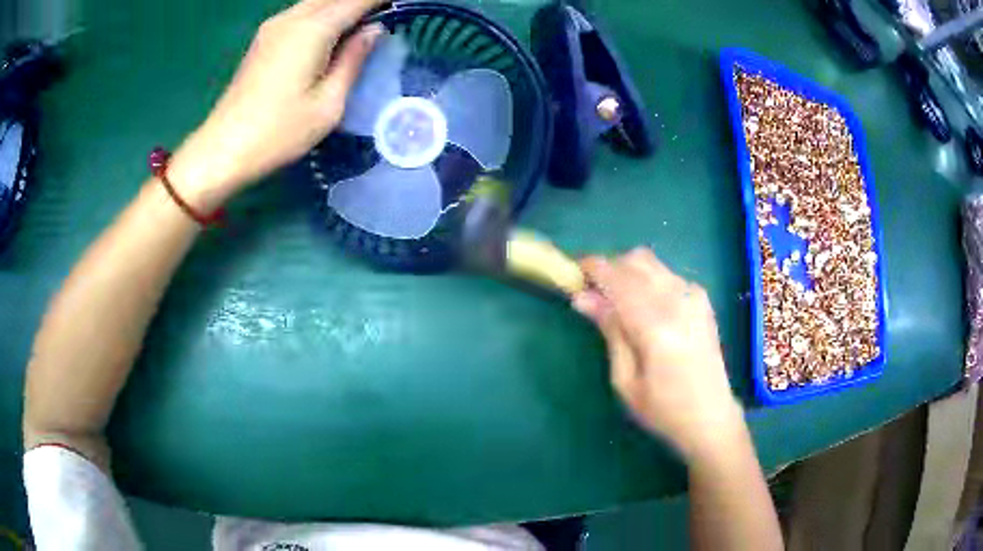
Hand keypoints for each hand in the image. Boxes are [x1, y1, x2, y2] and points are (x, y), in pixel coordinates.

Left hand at [168, 0, 384, 209]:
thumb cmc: (279, 132)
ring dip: (341, 6)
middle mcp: (292, 18)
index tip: (401, 5)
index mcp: (313, 29)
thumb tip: (374, 30)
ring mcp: (273, 27)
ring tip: (363, 24)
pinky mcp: (263, 39)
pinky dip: (323, 14)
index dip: (381, 0)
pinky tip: (333, 31)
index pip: (357, 0)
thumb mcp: (329, 103)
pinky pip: (301, 13)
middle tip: (385, 15)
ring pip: (316, 2)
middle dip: (361, 2)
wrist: (223, 149)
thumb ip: (353, 59)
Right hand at [573, 248, 744, 460]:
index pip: (618, 278)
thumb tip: (582, 297)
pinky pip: (666, 274)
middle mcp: (678, 301)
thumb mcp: (625, 380)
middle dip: (608, 268)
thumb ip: (609, 331)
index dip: (592, 268)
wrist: (711, 416)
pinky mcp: (701, 299)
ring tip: (615, 299)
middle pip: (635, 261)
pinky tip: (643, 306)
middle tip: (591, 293)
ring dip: (627, 271)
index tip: (573, 273)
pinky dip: (647, 279)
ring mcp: (694, 296)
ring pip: (651, 263)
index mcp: (656, 326)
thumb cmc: (663, 409)